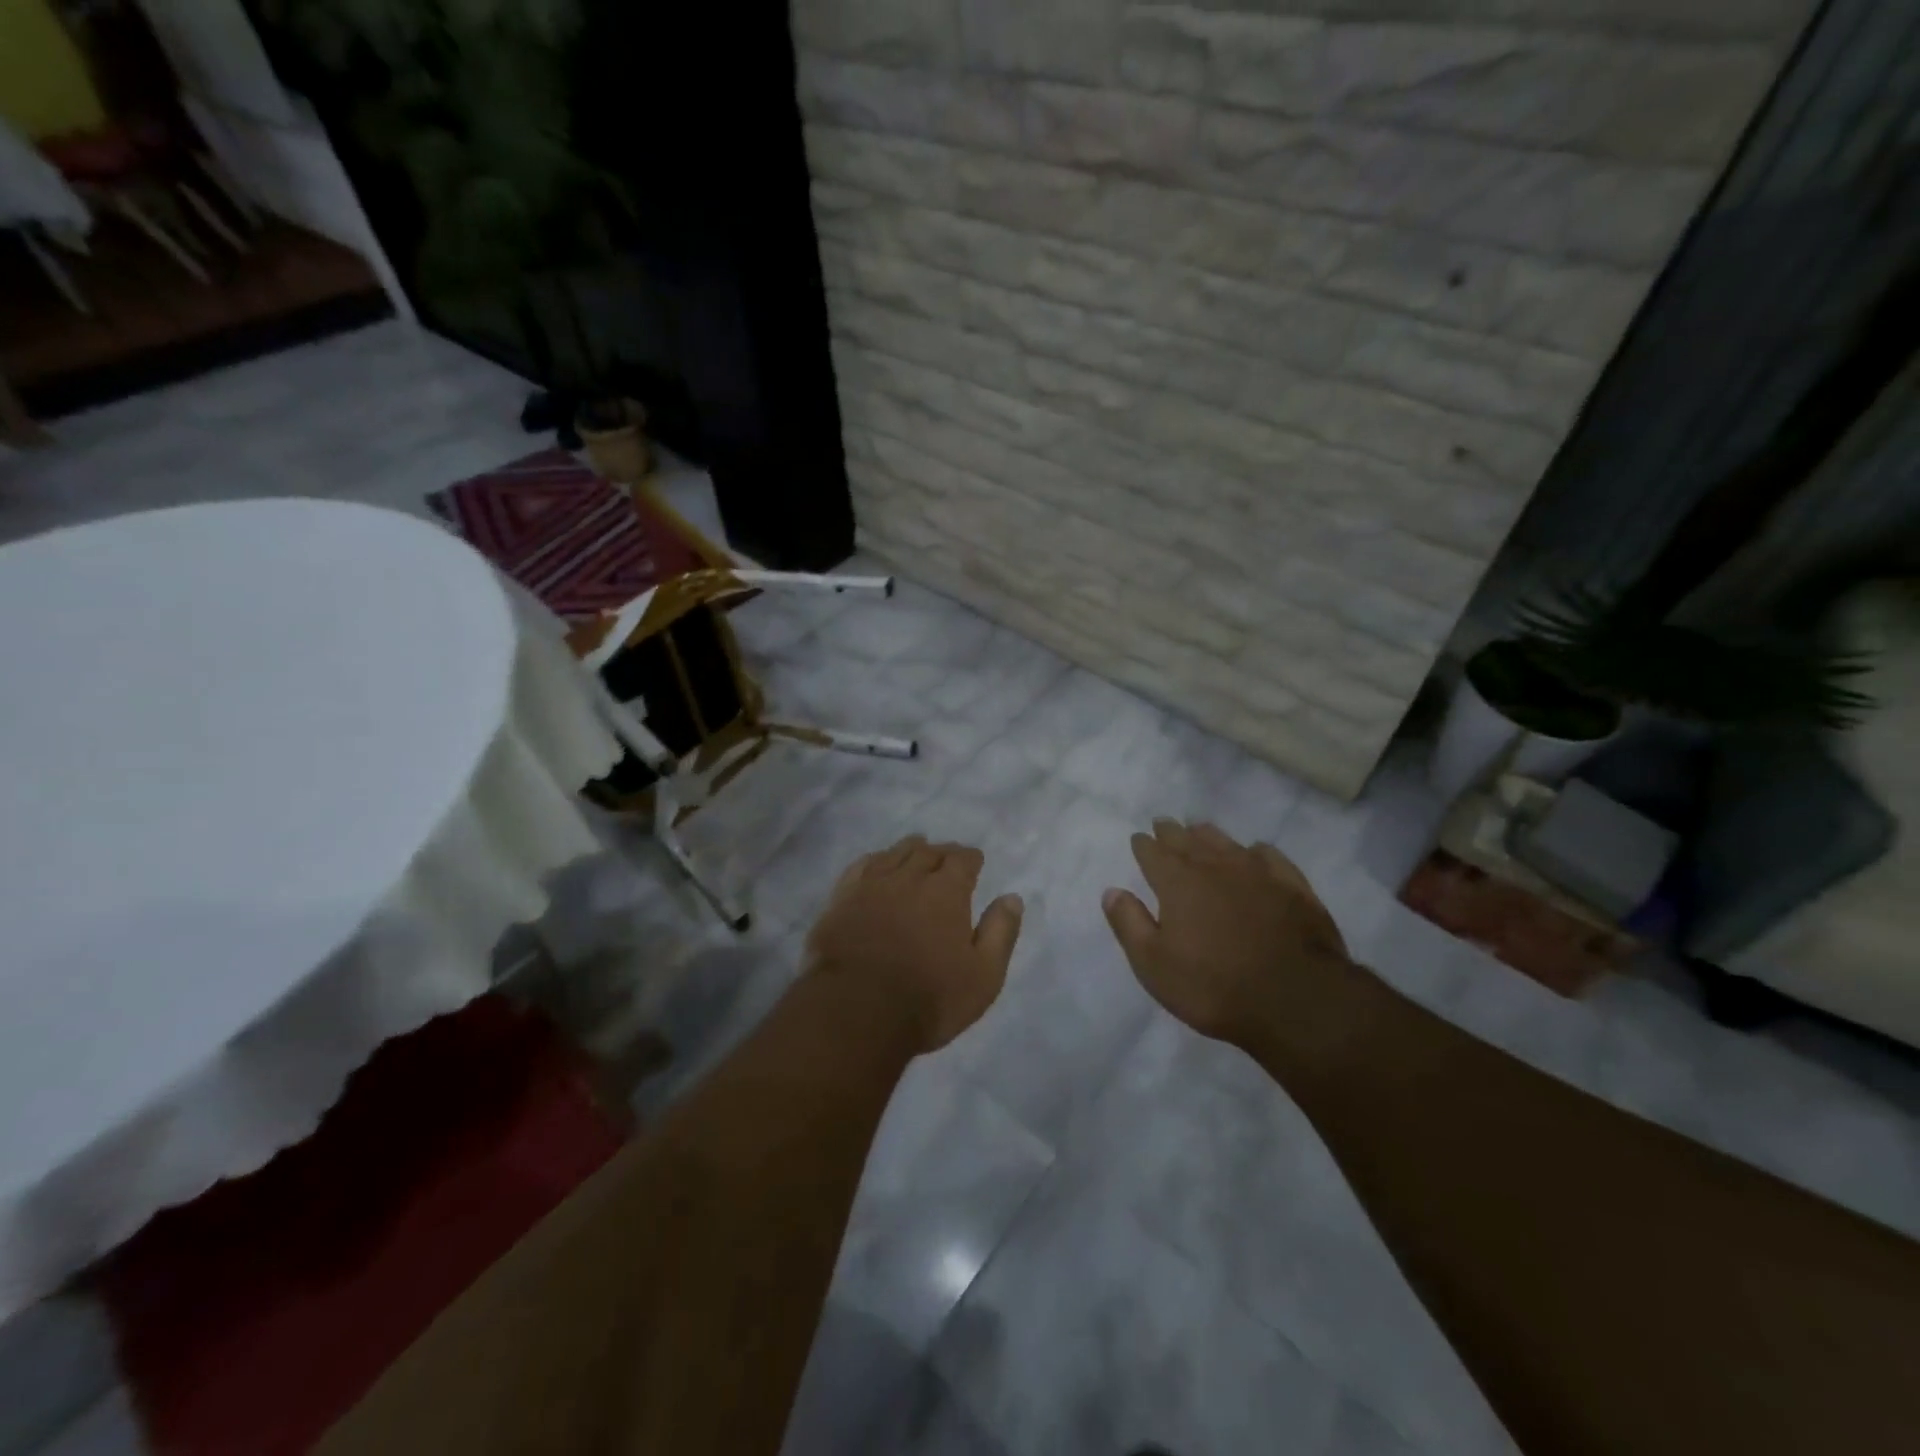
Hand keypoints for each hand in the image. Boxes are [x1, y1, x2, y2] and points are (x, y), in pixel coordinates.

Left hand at [805, 835, 1023, 1052]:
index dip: (970, 858)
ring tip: (917, 850)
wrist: (856, 1011)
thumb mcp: (983, 975)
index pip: (962, 860)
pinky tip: (877, 863)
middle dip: (942, 852)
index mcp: (946, 892)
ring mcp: (871, 885)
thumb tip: (1012, 897)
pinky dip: (875, 860)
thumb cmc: (928, 998)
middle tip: (947, 857)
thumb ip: (1000, 932)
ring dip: (910, 850)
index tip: (974, 860)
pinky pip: (861, 866)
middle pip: (928, 852)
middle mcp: (909, 878)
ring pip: (894, 854)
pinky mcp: (841, 899)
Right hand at [1102, 819, 1359, 1051]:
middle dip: (1172, 832)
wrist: (1297, 999)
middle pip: (1188, 840)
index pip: (1154, 853)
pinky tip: (1255, 852)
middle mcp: (1215, 866)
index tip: (1139, 839)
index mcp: (1178, 882)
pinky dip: (1256, 851)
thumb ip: (1130, 924)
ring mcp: (1258, 873)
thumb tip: (1112, 891)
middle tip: (1164, 823)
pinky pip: (1270, 856)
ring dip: (1208, 834)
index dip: (1144, 845)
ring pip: (1226, 842)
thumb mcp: (1154, 965)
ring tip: (1199, 829)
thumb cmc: (1214, 986)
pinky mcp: (1293, 886)